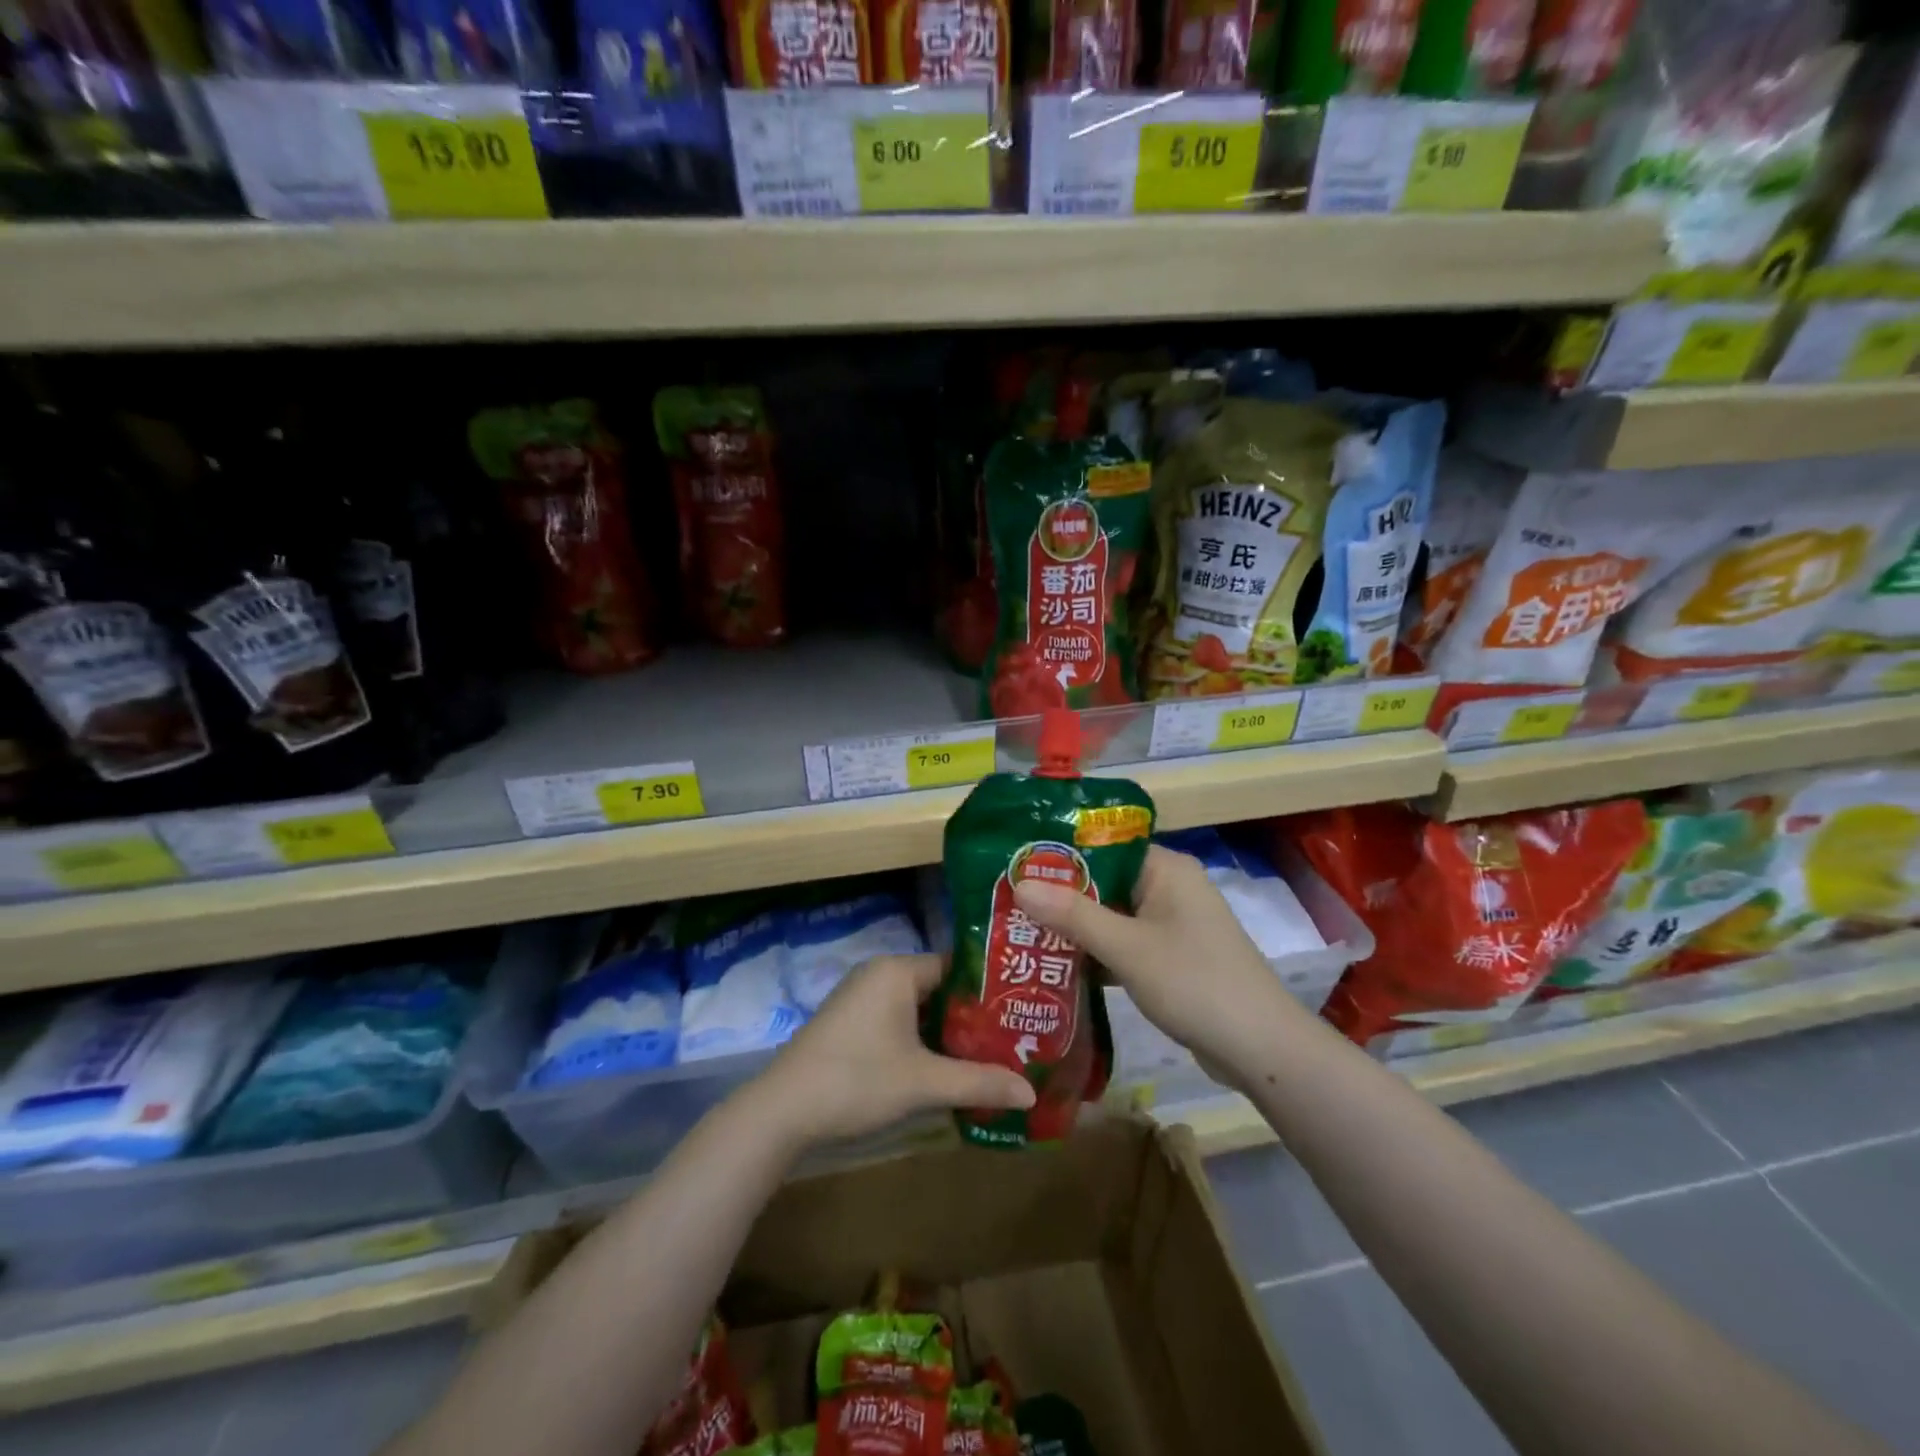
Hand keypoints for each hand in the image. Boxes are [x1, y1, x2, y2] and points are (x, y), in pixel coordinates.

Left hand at [750, 953, 1033, 1149]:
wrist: (781, 1110)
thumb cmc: (857, 1080)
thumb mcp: (924, 1083)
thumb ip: (979, 1082)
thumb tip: (1030, 1092)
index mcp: (898, 971)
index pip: (956, 966)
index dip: (989, 989)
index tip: (1020, 1010)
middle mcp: (879, 973)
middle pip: (938, 987)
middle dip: (971, 1015)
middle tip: (1011, 1038)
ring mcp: (859, 997)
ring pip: (918, 1007)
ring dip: (945, 1031)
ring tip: (986, 1055)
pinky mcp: (848, 1022)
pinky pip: (897, 1020)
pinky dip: (920, 1039)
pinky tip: (941, 1067)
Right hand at [1013, 845, 1294, 1083]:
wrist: (1261, 1050)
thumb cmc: (1195, 984)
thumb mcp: (1128, 948)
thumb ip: (1073, 915)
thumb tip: (1020, 884)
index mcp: (1165, 869)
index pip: (1103, 845)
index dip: (1059, 854)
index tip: (1014, 865)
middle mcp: (1169, 888)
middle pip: (1103, 882)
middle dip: (1059, 895)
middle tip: (1006, 902)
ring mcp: (1171, 924)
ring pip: (1111, 915)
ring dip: (1074, 927)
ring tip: (1019, 932)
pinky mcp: (1171, 957)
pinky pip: (1123, 943)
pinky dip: (1095, 952)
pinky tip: (1055, 965)